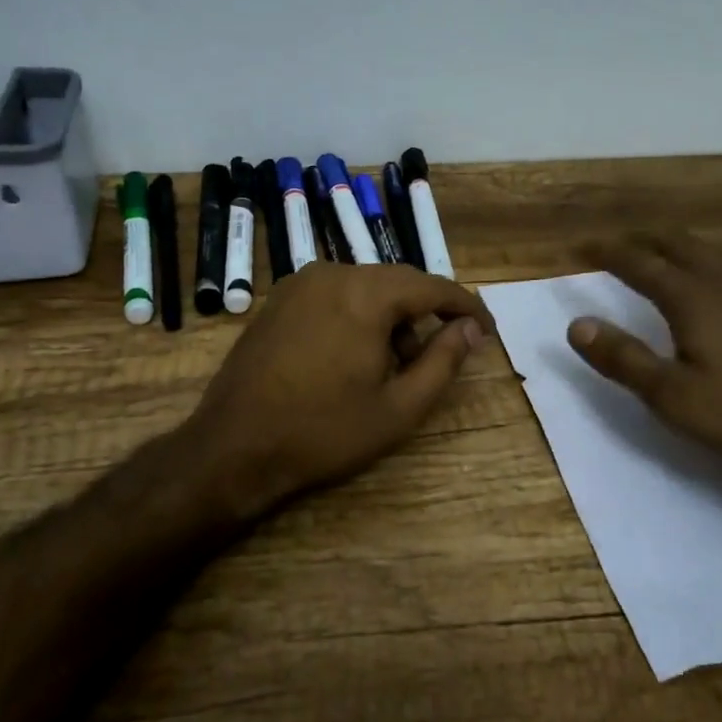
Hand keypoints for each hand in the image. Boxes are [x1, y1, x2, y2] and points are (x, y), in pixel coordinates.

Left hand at [184, 262, 492, 516]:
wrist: (234, 448)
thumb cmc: (323, 432)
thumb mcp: (398, 408)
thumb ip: (443, 362)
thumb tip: (471, 328)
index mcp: (365, 293)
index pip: (432, 286)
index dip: (465, 307)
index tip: (487, 330)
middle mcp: (332, 273)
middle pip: (398, 283)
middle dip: (424, 315)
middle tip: (436, 359)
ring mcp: (299, 283)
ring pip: (366, 288)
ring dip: (389, 318)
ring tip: (390, 368)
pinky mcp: (278, 299)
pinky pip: (335, 295)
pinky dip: (357, 315)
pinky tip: (352, 357)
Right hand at [566, 236, 721, 473]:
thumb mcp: (676, 399)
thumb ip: (624, 359)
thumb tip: (576, 323)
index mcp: (693, 298)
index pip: (638, 263)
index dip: (606, 252)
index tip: (582, 246)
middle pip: (680, 244)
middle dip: (646, 239)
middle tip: (625, 244)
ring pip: (721, 254)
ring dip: (689, 251)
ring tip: (676, 259)